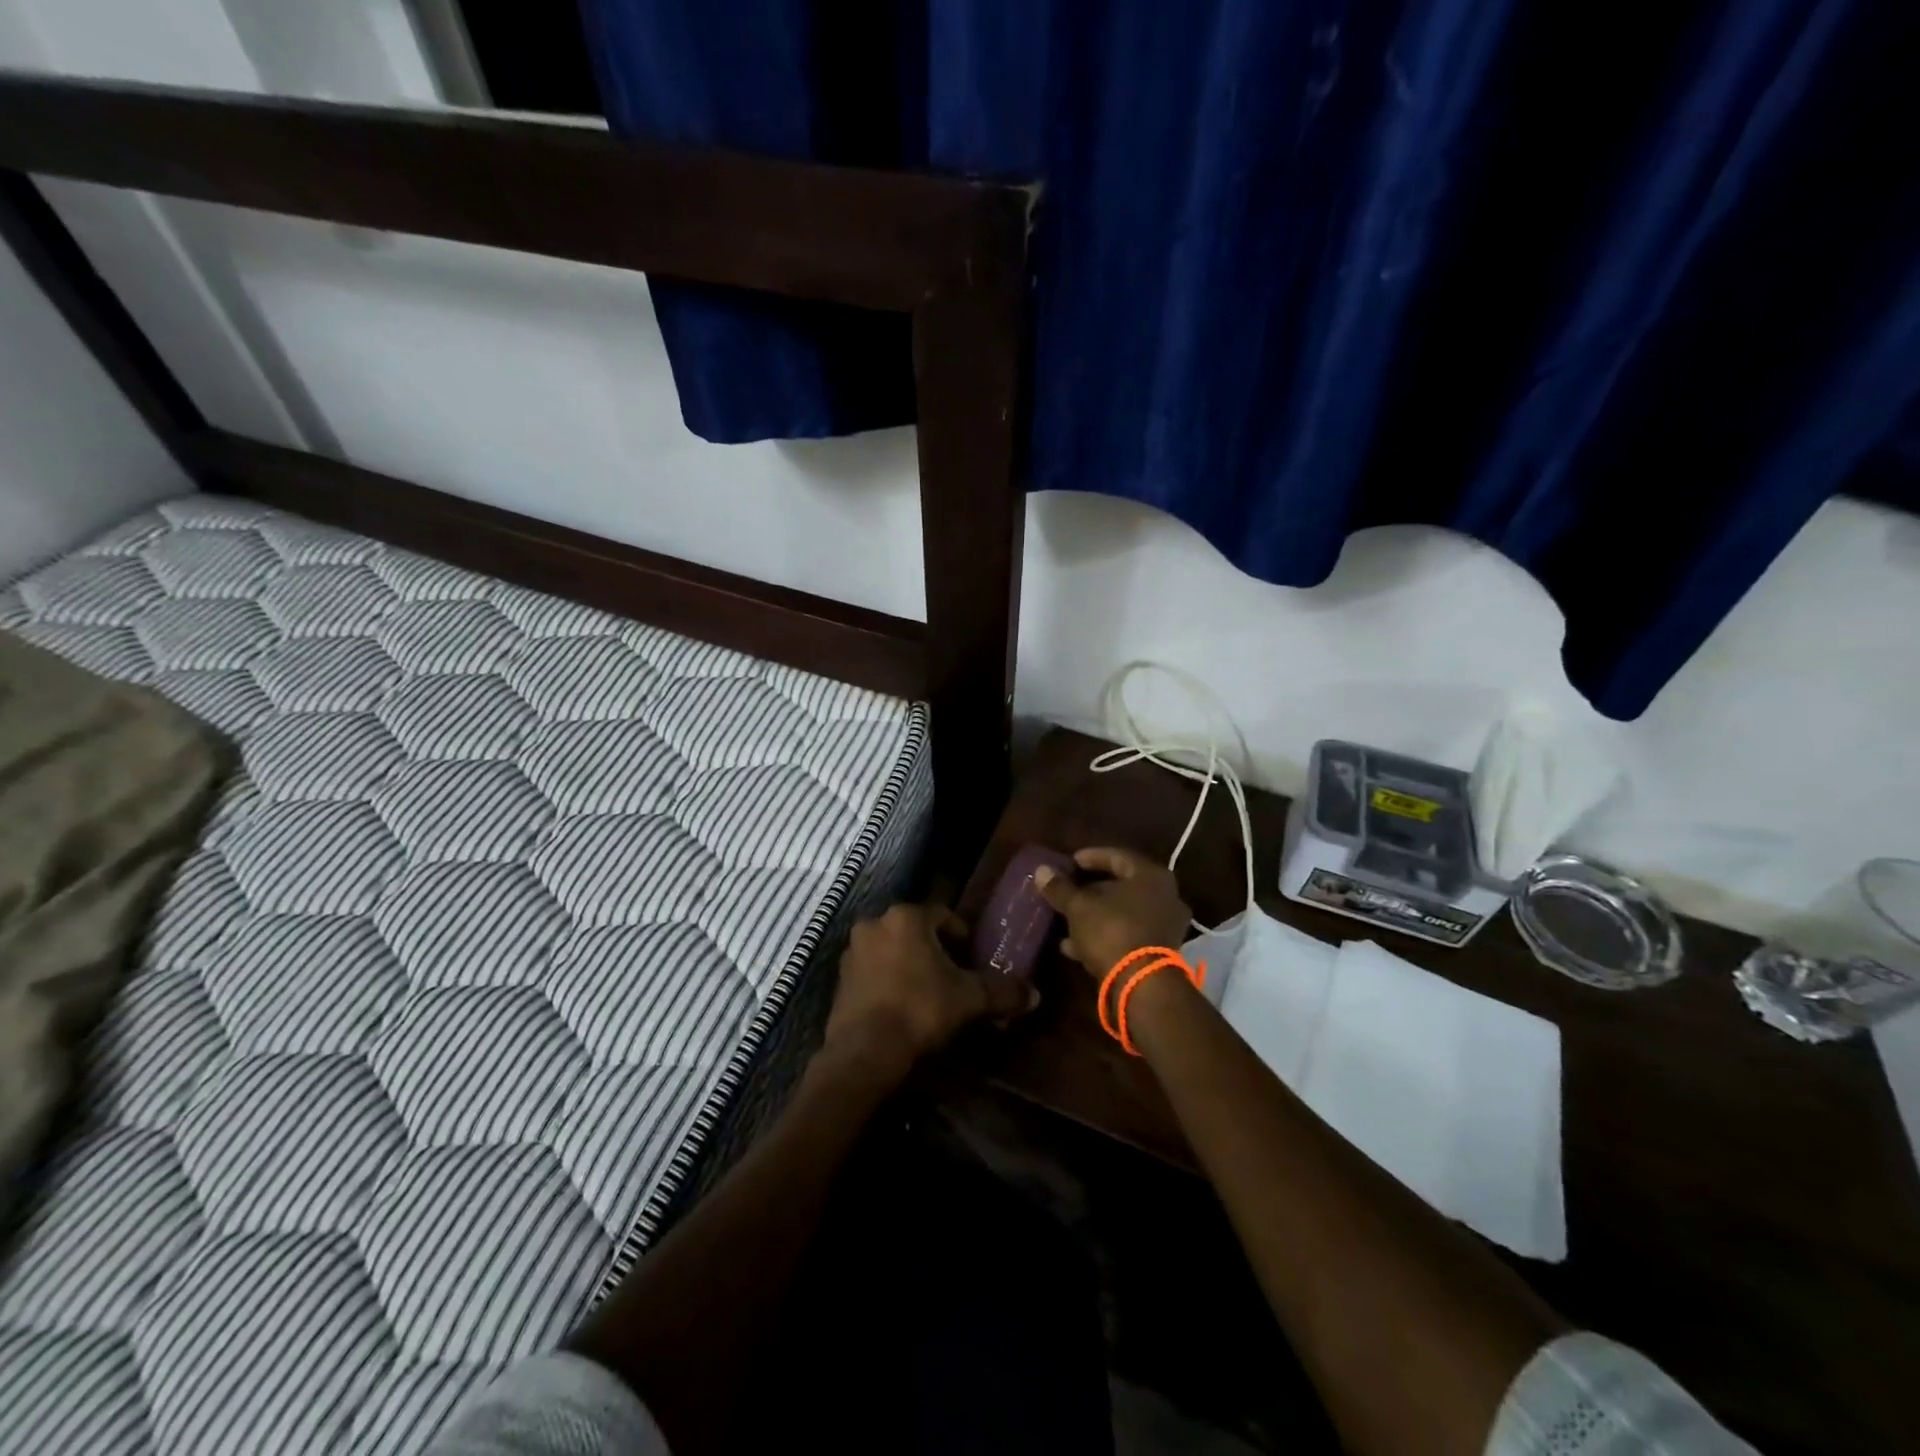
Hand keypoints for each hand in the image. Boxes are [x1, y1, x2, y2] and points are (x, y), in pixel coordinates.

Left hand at [822, 903, 1035, 1079]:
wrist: (865, 1049)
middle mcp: (875, 923)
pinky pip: (872, 971)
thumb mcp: (969, 999)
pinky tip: (901, 1005)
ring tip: (927, 992)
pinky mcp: (840, 978)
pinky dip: (887, 981)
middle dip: (933, 949)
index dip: (961, 934)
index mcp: (906, 917)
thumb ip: (1002, 991)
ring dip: (908, 963)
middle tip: (952, 974)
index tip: (971, 955)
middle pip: (914, 930)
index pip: (942, 915)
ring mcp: (853, 951)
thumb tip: (1036, 994)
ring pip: (891, 949)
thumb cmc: (921, 1008)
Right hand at [1034, 847, 1192, 977]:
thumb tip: (1041, 870)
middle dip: (1092, 890)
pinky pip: (1127, 935)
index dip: (1091, 857)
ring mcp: (1166, 926)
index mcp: (1151, 876)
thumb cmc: (1112, 931)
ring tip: (1066, 921)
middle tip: (1069, 891)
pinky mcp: (1160, 953)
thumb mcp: (1079, 907)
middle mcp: (1166, 897)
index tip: (1070, 862)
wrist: (1142, 985)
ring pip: (1124, 913)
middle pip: (1122, 886)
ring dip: (1095, 916)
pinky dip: (1104, 936)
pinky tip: (1074, 946)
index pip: (1118, 856)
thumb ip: (1060, 887)